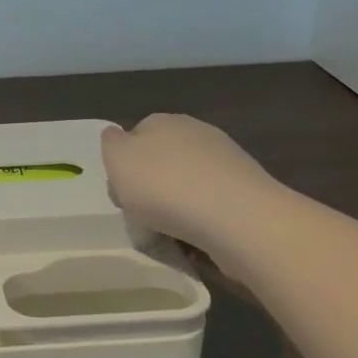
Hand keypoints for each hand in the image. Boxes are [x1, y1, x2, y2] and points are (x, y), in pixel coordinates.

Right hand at [100, 114, 279, 253]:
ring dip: (177, 203)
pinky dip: (201, 218)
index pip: (135, 135)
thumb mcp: (118, 160)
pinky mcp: (247, 191)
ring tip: (170, 231)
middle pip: (162, 159)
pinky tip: (197, 236)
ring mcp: (227, 160)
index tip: (121, 190)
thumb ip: (111, 143)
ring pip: (187, 182)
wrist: (236, 218)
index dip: (124, 164)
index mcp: (164, 121)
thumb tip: (116, 135)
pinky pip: (211, 204)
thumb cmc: (165, 186)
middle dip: (152, 184)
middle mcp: (197, 132)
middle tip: (142, 213)